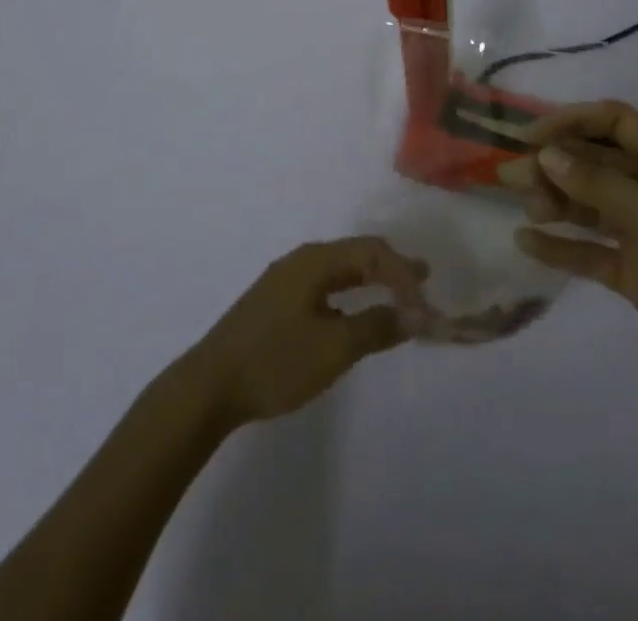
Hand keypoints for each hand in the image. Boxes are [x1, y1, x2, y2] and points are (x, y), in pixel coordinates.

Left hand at [180, 238, 428, 426]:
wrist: (211, 385)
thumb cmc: (275, 361)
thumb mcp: (333, 348)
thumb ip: (377, 326)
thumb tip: (417, 313)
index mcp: (315, 260)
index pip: (371, 251)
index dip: (403, 273)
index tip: (426, 304)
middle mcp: (301, 260)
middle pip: (356, 253)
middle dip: (391, 268)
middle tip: (423, 282)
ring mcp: (286, 280)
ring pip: (340, 269)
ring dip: (372, 280)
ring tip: (398, 294)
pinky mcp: (277, 302)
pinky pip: (326, 285)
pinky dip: (351, 293)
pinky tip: (356, 312)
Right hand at [506, 101, 637, 418]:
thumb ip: (597, 183)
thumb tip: (549, 154)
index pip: (615, 122)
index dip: (571, 122)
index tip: (527, 136)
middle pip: (596, 164)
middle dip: (554, 165)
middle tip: (508, 177)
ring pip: (591, 204)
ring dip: (556, 202)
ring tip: (525, 210)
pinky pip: (591, 249)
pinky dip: (562, 245)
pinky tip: (527, 243)